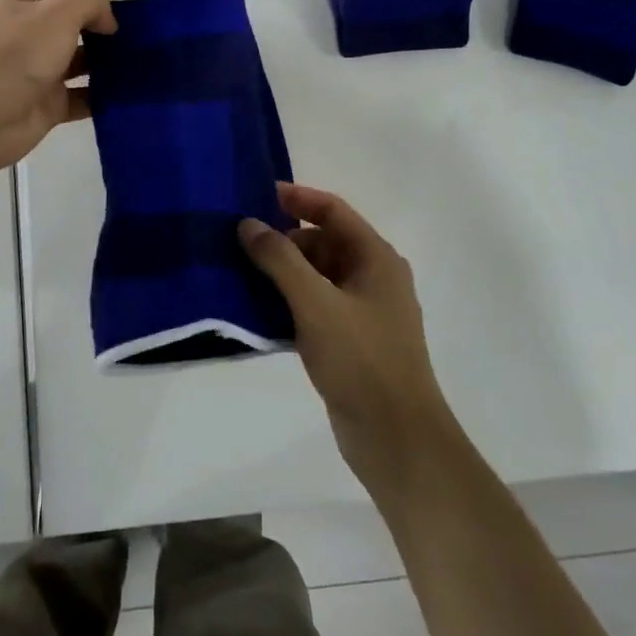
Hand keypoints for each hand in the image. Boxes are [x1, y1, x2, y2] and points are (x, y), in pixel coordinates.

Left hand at [0, 0, 151, 181]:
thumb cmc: (16, 53)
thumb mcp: (58, 11)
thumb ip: (93, 1)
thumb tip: (108, 22)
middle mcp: (33, 28)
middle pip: (81, 17)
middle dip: (115, 18)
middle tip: (155, 25)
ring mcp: (40, 68)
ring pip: (85, 57)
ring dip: (114, 57)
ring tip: (151, 57)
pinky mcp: (48, 103)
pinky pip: (84, 95)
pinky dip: (106, 93)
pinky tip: (134, 91)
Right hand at [239, 183, 455, 494]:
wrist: (397, 439)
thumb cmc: (362, 360)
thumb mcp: (315, 303)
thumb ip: (280, 259)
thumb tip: (248, 224)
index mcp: (376, 258)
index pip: (333, 211)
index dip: (297, 199)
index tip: (256, 196)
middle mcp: (373, 277)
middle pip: (323, 242)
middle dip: (283, 239)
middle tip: (239, 241)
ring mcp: (363, 311)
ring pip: (316, 276)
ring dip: (282, 272)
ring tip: (238, 271)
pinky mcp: (351, 340)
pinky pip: (315, 306)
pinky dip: (288, 301)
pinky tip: (256, 310)